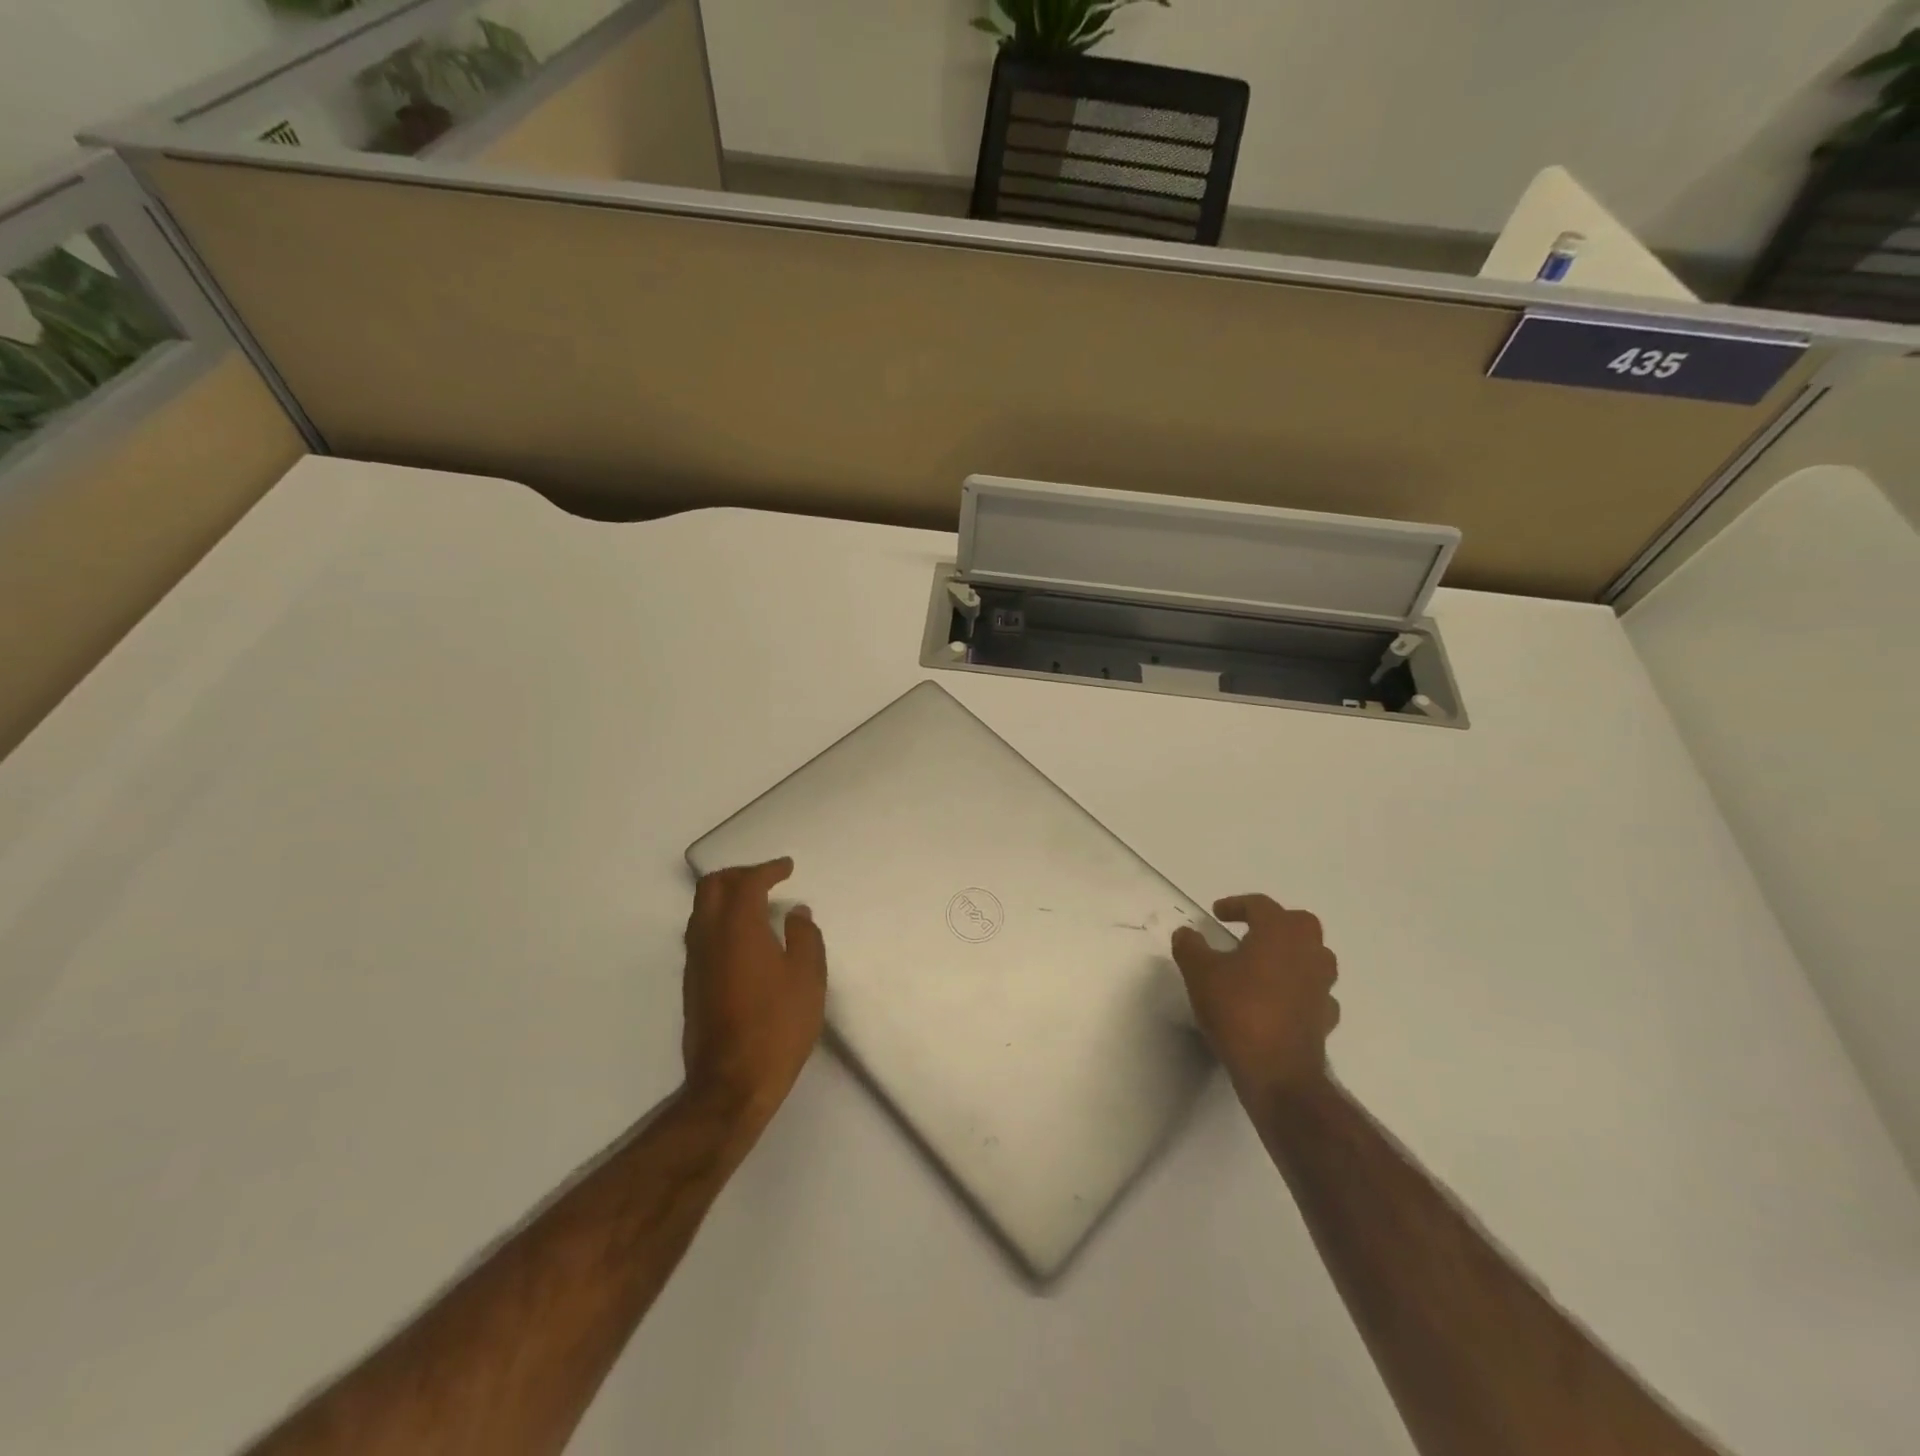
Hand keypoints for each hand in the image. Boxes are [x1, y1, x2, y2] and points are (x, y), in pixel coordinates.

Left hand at [681, 859, 827, 1134]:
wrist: (731, 1083)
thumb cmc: (777, 1026)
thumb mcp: (808, 978)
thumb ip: (804, 937)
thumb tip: (796, 913)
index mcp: (738, 928)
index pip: (747, 882)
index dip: (768, 869)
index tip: (787, 867)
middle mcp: (709, 937)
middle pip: (712, 887)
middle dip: (739, 874)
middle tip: (766, 878)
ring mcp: (695, 962)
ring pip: (701, 910)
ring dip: (726, 896)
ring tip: (754, 902)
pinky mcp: (692, 984)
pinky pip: (701, 933)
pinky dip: (720, 919)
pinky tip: (743, 937)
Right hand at [1171, 894, 1339, 1104]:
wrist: (1277, 1071)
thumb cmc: (1238, 1009)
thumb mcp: (1199, 972)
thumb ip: (1190, 946)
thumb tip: (1186, 933)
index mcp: (1280, 932)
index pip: (1260, 905)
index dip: (1236, 905)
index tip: (1217, 913)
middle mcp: (1308, 952)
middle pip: (1298, 924)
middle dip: (1274, 923)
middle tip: (1249, 932)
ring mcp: (1322, 985)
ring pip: (1313, 957)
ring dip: (1291, 955)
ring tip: (1264, 965)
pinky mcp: (1325, 1017)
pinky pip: (1314, 992)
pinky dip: (1299, 990)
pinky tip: (1280, 1000)